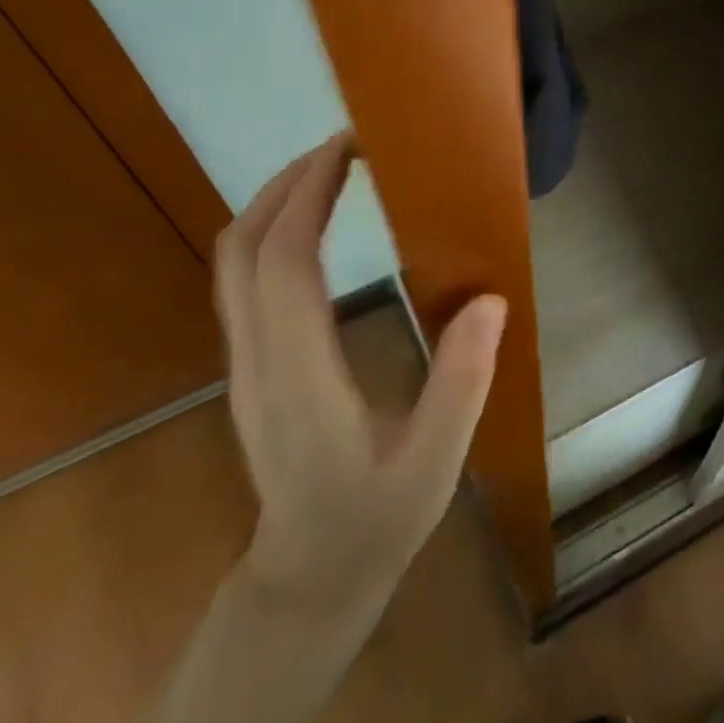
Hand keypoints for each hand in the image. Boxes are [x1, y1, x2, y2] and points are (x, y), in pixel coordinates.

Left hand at [213, 135, 505, 605]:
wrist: (308, 576)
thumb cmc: (375, 521)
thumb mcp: (434, 465)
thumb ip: (460, 385)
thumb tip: (490, 301)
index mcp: (300, 378)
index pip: (283, 265)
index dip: (308, 196)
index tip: (348, 149)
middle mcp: (257, 359)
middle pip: (242, 247)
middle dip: (288, 182)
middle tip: (346, 146)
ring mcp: (245, 360)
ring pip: (233, 260)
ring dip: (275, 201)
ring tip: (331, 171)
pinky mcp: (250, 362)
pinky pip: (243, 278)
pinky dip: (272, 230)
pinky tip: (314, 223)